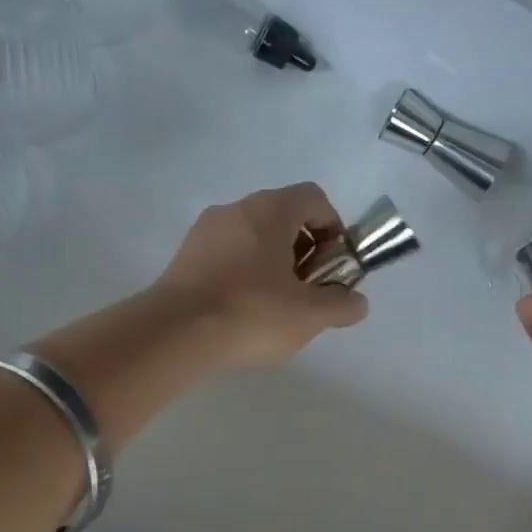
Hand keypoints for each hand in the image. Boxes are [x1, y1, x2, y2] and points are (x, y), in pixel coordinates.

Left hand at [154, 182, 370, 368]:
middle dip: (303, 251)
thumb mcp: (310, 315)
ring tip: (275, 308)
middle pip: (282, 217)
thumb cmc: (252, 313)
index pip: (314, 198)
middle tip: (307, 291)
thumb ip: (342, 304)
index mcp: (271, 209)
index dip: (333, 228)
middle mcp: (236, 208)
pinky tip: (242, 313)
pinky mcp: (183, 256)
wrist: (174, 334)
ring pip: (252, 238)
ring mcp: (205, 231)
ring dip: (272, 264)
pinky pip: (225, 256)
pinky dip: (242, 275)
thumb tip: (356, 302)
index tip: (334, 265)